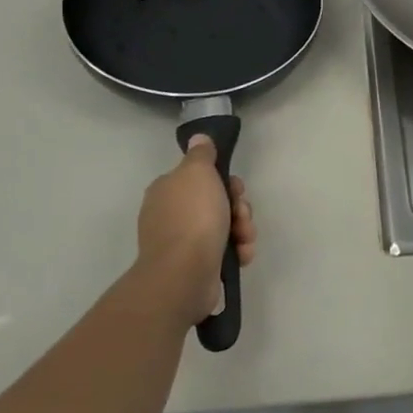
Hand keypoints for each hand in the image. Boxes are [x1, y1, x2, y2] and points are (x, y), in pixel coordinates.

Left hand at [136, 136, 255, 325]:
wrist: (184, 274)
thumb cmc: (192, 217)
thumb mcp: (198, 172)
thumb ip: (201, 154)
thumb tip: (198, 138)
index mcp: (167, 190)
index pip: (201, 177)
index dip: (225, 180)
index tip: (235, 187)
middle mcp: (171, 215)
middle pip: (217, 201)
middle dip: (238, 207)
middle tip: (241, 214)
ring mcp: (183, 242)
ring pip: (224, 226)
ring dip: (242, 230)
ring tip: (244, 239)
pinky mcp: (196, 266)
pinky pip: (224, 251)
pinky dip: (237, 251)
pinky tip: (241, 255)